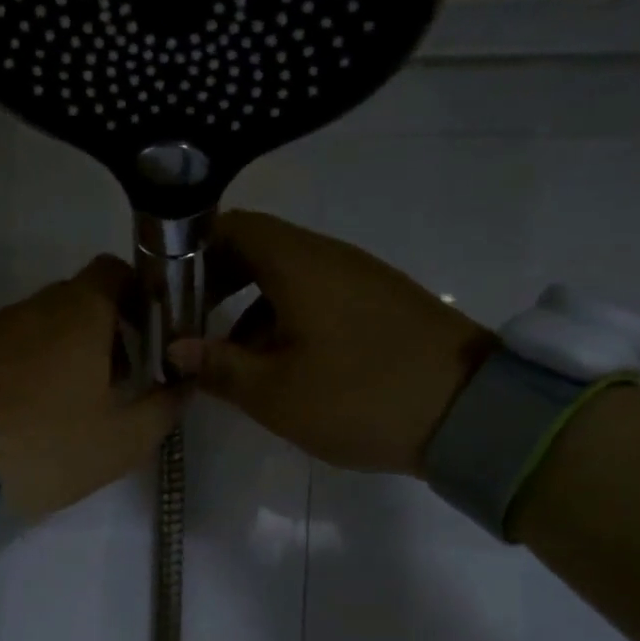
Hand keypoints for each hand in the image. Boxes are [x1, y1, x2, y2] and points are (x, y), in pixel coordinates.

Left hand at [0, 255, 182, 517]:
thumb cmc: (49, 447)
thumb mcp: (122, 440)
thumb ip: (163, 407)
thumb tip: (182, 384)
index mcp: (79, 313)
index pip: (115, 271)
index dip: (138, 295)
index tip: (150, 335)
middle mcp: (32, 306)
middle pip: (79, 299)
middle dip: (105, 330)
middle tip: (117, 380)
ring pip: (41, 324)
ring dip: (64, 349)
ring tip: (69, 402)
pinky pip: (7, 345)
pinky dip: (27, 364)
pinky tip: (27, 410)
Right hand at [166, 211, 493, 476]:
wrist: (471, 414)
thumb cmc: (359, 396)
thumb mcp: (275, 392)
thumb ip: (219, 366)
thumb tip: (176, 348)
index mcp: (299, 264)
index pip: (233, 226)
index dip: (193, 250)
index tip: (168, 288)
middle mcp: (330, 257)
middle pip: (259, 249)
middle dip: (218, 283)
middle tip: (192, 326)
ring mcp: (361, 278)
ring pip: (288, 276)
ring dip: (251, 308)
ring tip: (232, 358)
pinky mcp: (382, 304)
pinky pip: (319, 296)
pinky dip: (286, 318)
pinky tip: (282, 365)